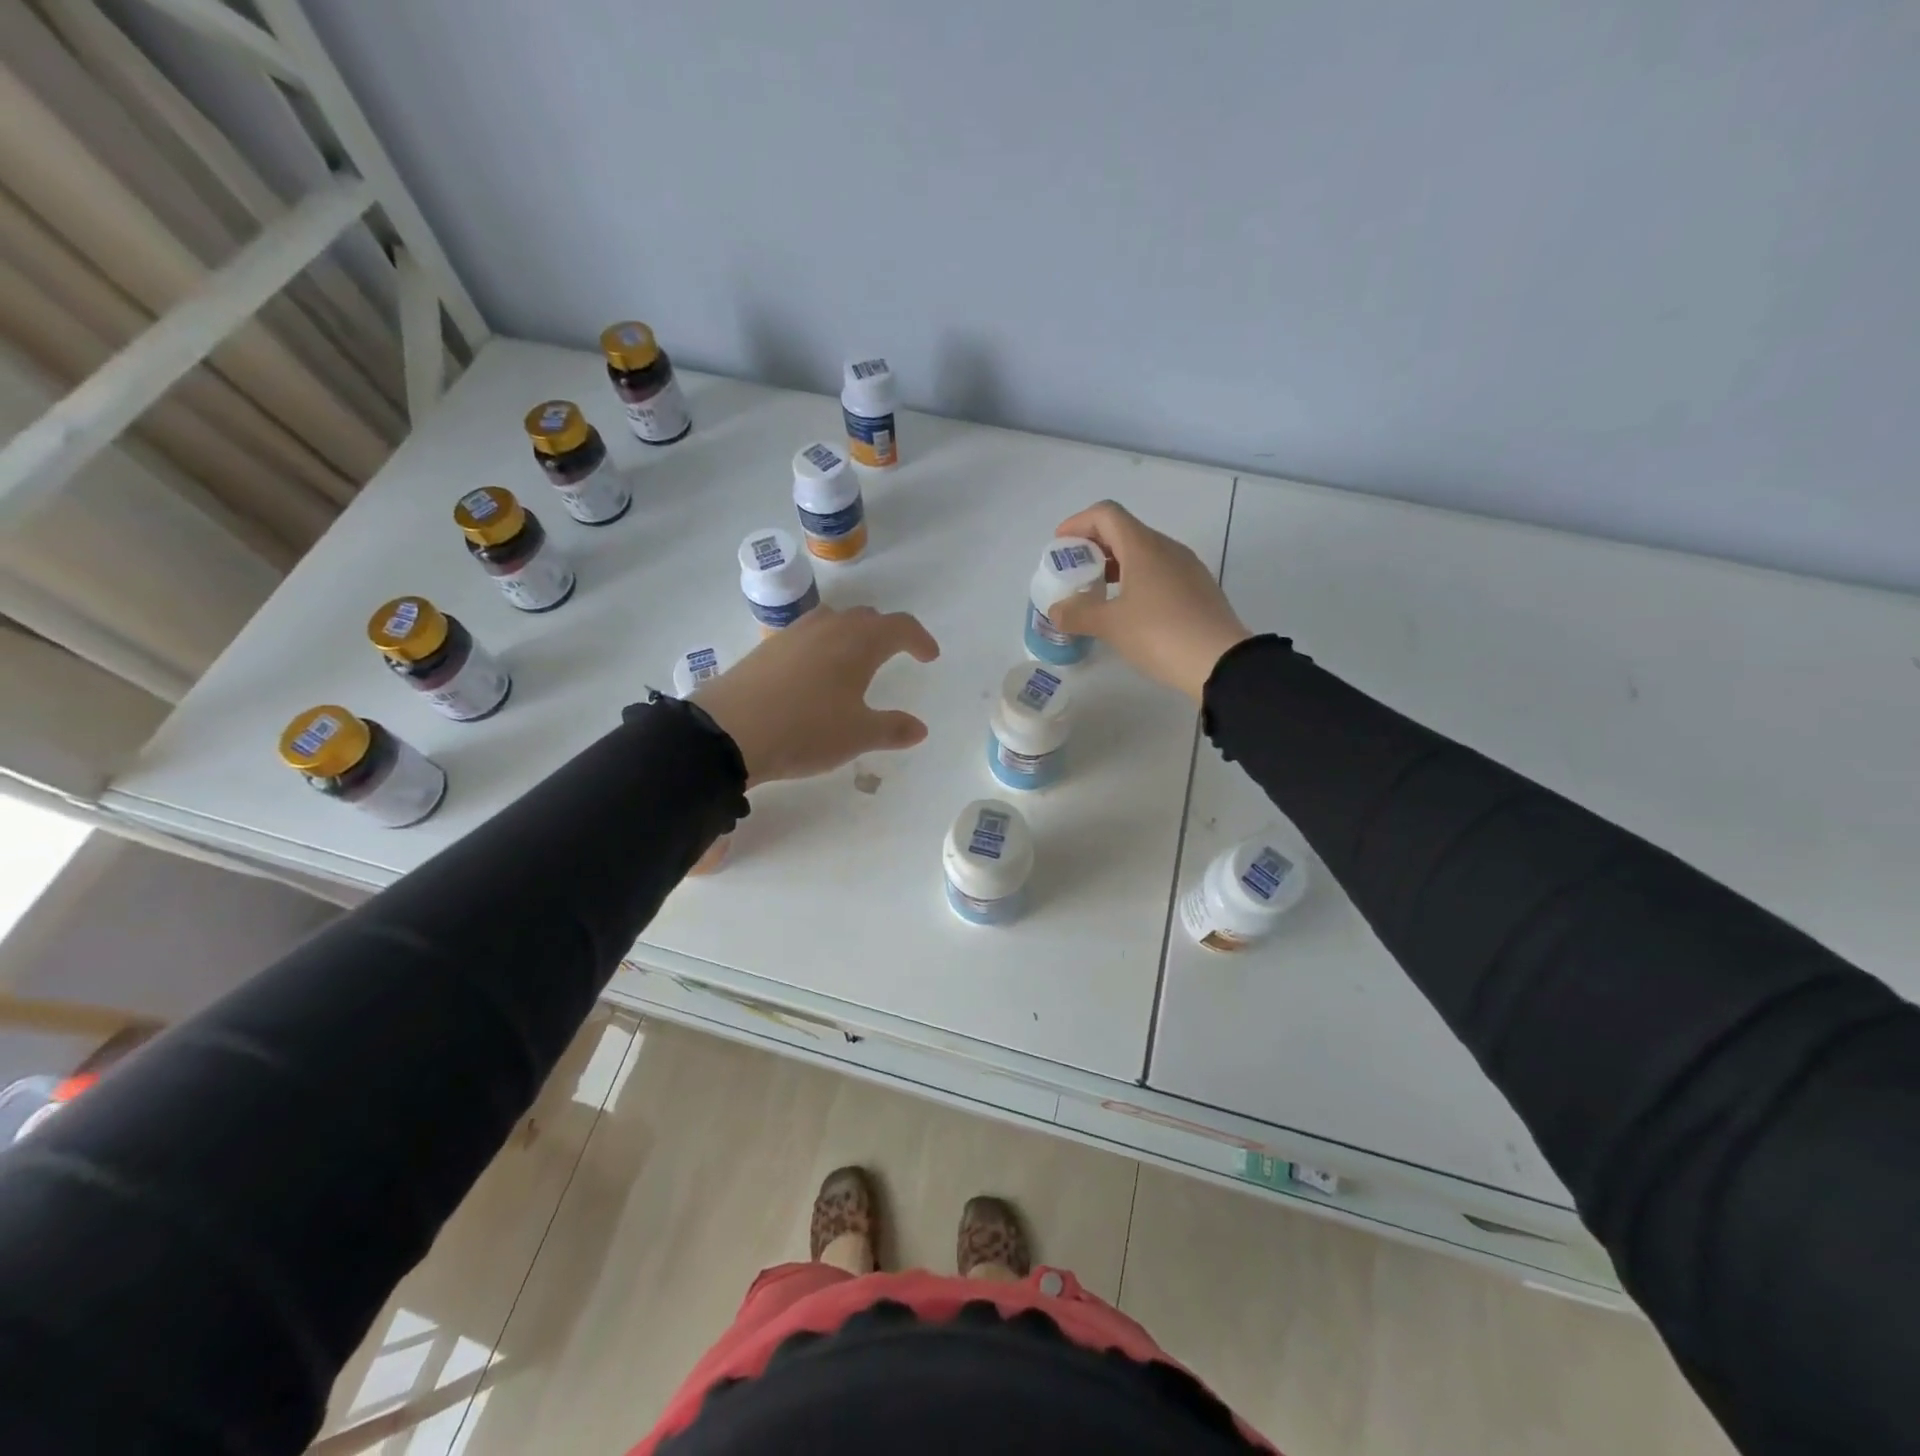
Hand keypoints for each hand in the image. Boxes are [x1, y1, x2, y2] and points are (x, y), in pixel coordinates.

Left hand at [693, 606, 940, 786]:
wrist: (728, 731)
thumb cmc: (806, 730)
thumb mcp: (857, 736)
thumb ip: (892, 729)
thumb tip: (919, 728)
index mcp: (858, 642)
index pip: (899, 626)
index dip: (919, 639)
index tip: (929, 656)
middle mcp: (828, 627)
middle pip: (866, 617)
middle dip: (886, 632)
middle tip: (896, 654)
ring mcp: (793, 634)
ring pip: (833, 621)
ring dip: (852, 634)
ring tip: (855, 660)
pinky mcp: (767, 647)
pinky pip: (807, 635)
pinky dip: (823, 645)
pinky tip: (815, 673)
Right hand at [1048, 501, 1250, 702]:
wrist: (1220, 662)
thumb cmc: (1160, 634)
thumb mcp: (1110, 626)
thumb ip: (1077, 614)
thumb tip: (1056, 610)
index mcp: (1143, 546)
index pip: (1106, 514)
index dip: (1077, 523)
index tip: (1060, 546)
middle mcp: (1167, 548)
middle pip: (1124, 531)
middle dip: (1093, 546)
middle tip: (1074, 572)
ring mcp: (1187, 567)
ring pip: (1143, 553)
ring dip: (1115, 565)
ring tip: (1097, 593)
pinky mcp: (1198, 589)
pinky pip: (1159, 572)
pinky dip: (1136, 580)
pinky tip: (1128, 610)